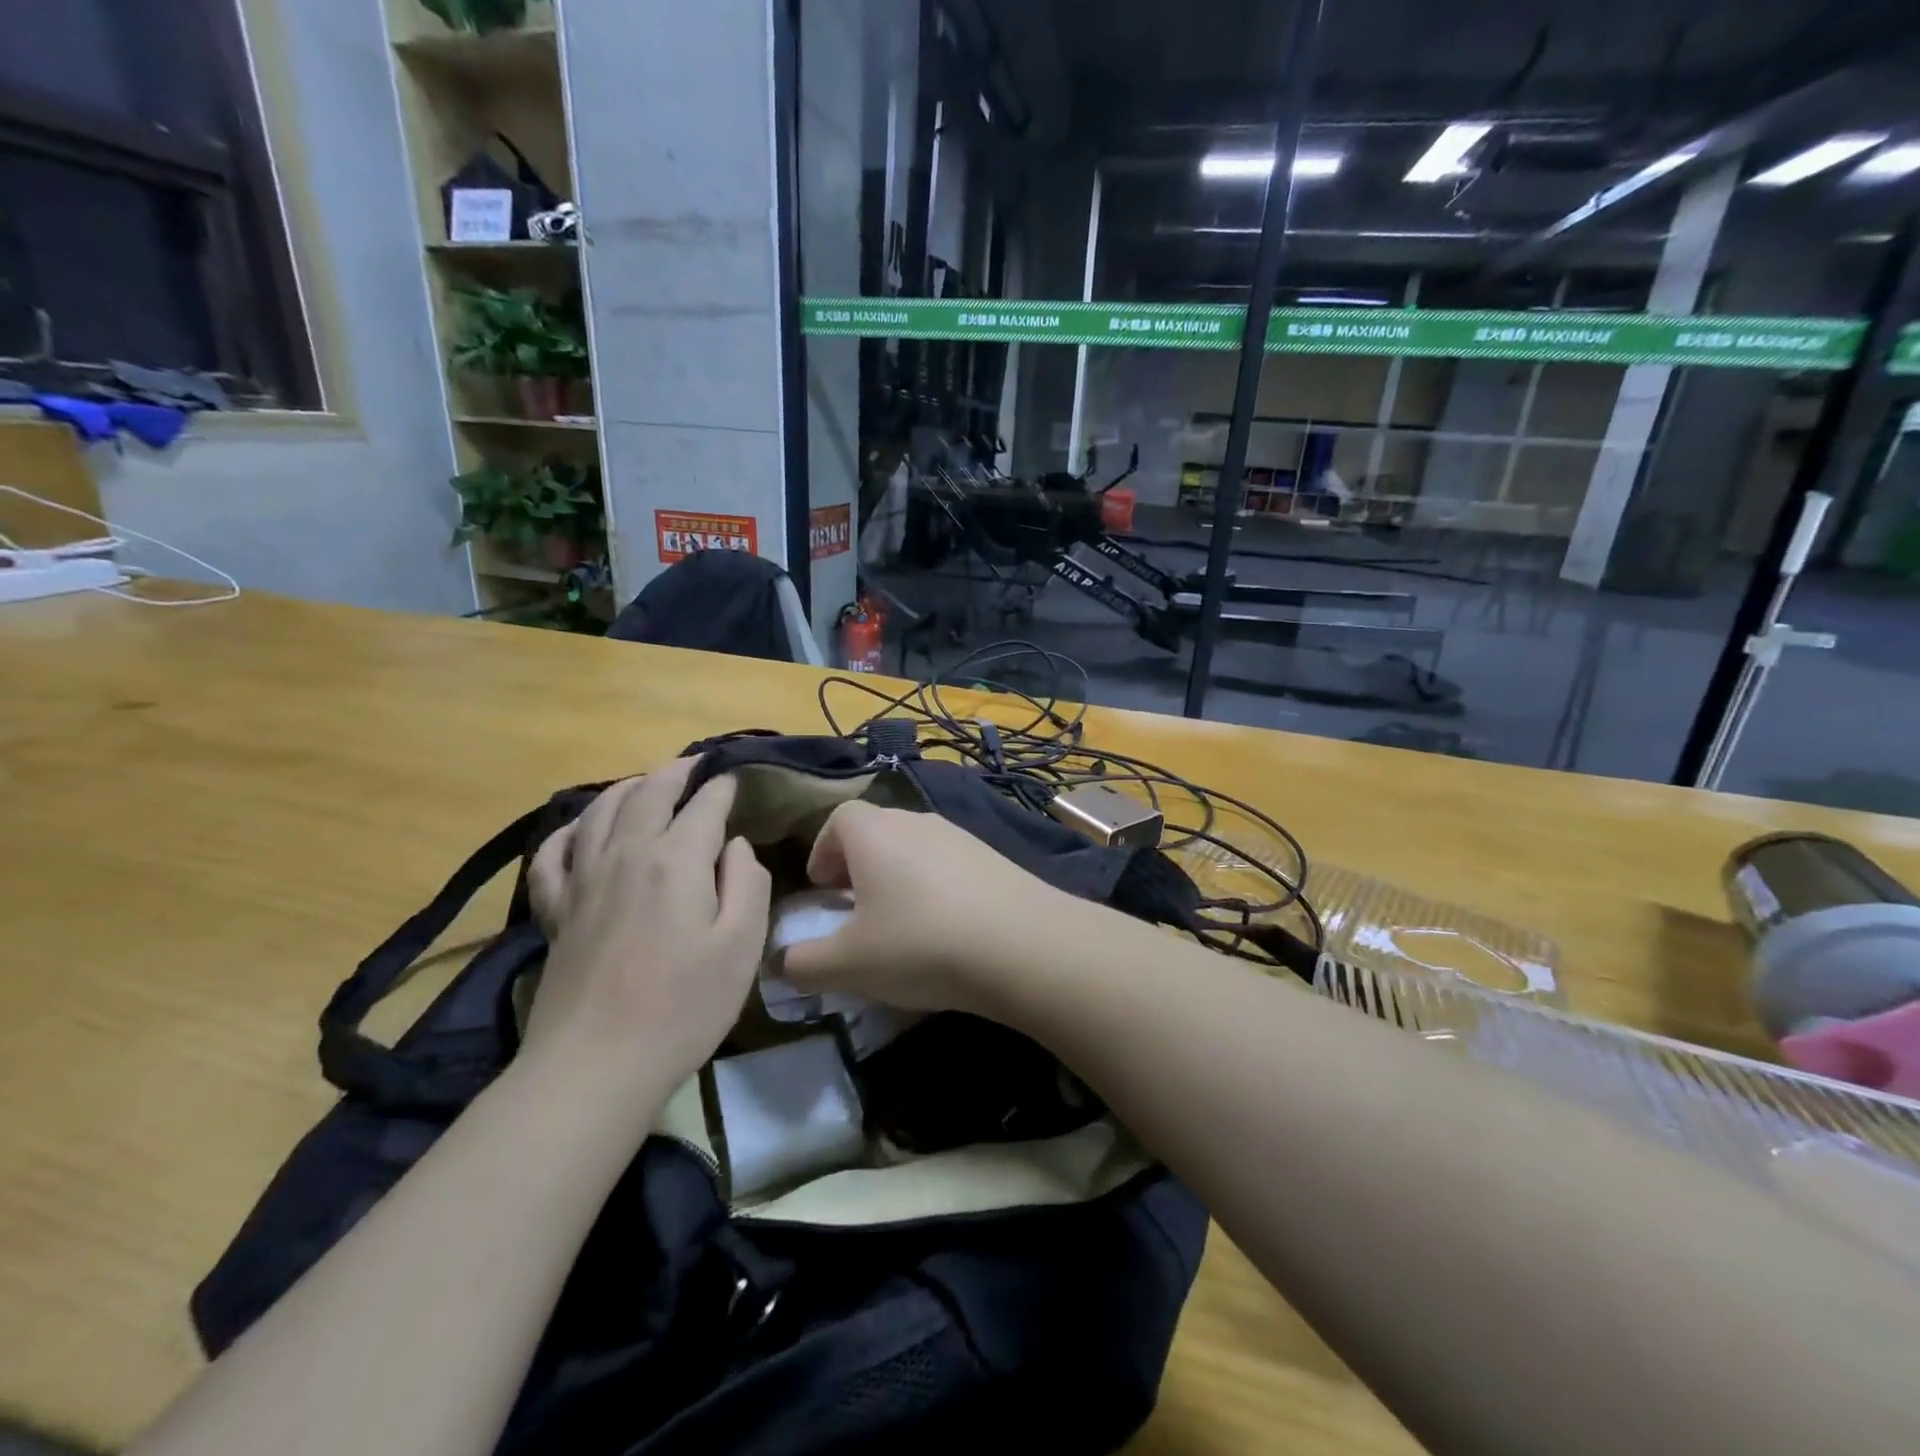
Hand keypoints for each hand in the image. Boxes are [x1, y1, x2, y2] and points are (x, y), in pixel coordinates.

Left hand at [520, 759, 771, 1096]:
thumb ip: (747, 884)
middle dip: (674, 772)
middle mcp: (627, 855)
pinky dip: (569, 830)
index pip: (703, 807)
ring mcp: (583, 880)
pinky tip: (581, 829)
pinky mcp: (555, 910)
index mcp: (677, 861)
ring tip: (645, 783)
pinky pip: (553, 853)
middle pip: (648, 794)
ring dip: (626, 788)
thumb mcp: (742, 946)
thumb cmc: (684, 1006)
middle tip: (693, 764)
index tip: (733, 781)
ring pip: (600, 811)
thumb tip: (734, 847)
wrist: (597, 1064)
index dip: (721, 788)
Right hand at [781, 801, 1082, 1013]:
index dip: (823, 851)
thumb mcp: (849, 964)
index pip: (838, 819)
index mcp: (875, 833)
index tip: (822, 890)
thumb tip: (781, 962)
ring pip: (915, 848)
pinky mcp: (994, 857)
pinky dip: (935, 887)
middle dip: (858, 866)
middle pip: (877, 832)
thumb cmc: (920, 944)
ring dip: (898, 877)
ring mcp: (961, 836)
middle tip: (855, 911)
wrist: (1023, 945)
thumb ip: (804, 963)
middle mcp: (917, 821)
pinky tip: (945, 929)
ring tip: (900, 924)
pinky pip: (949, 864)